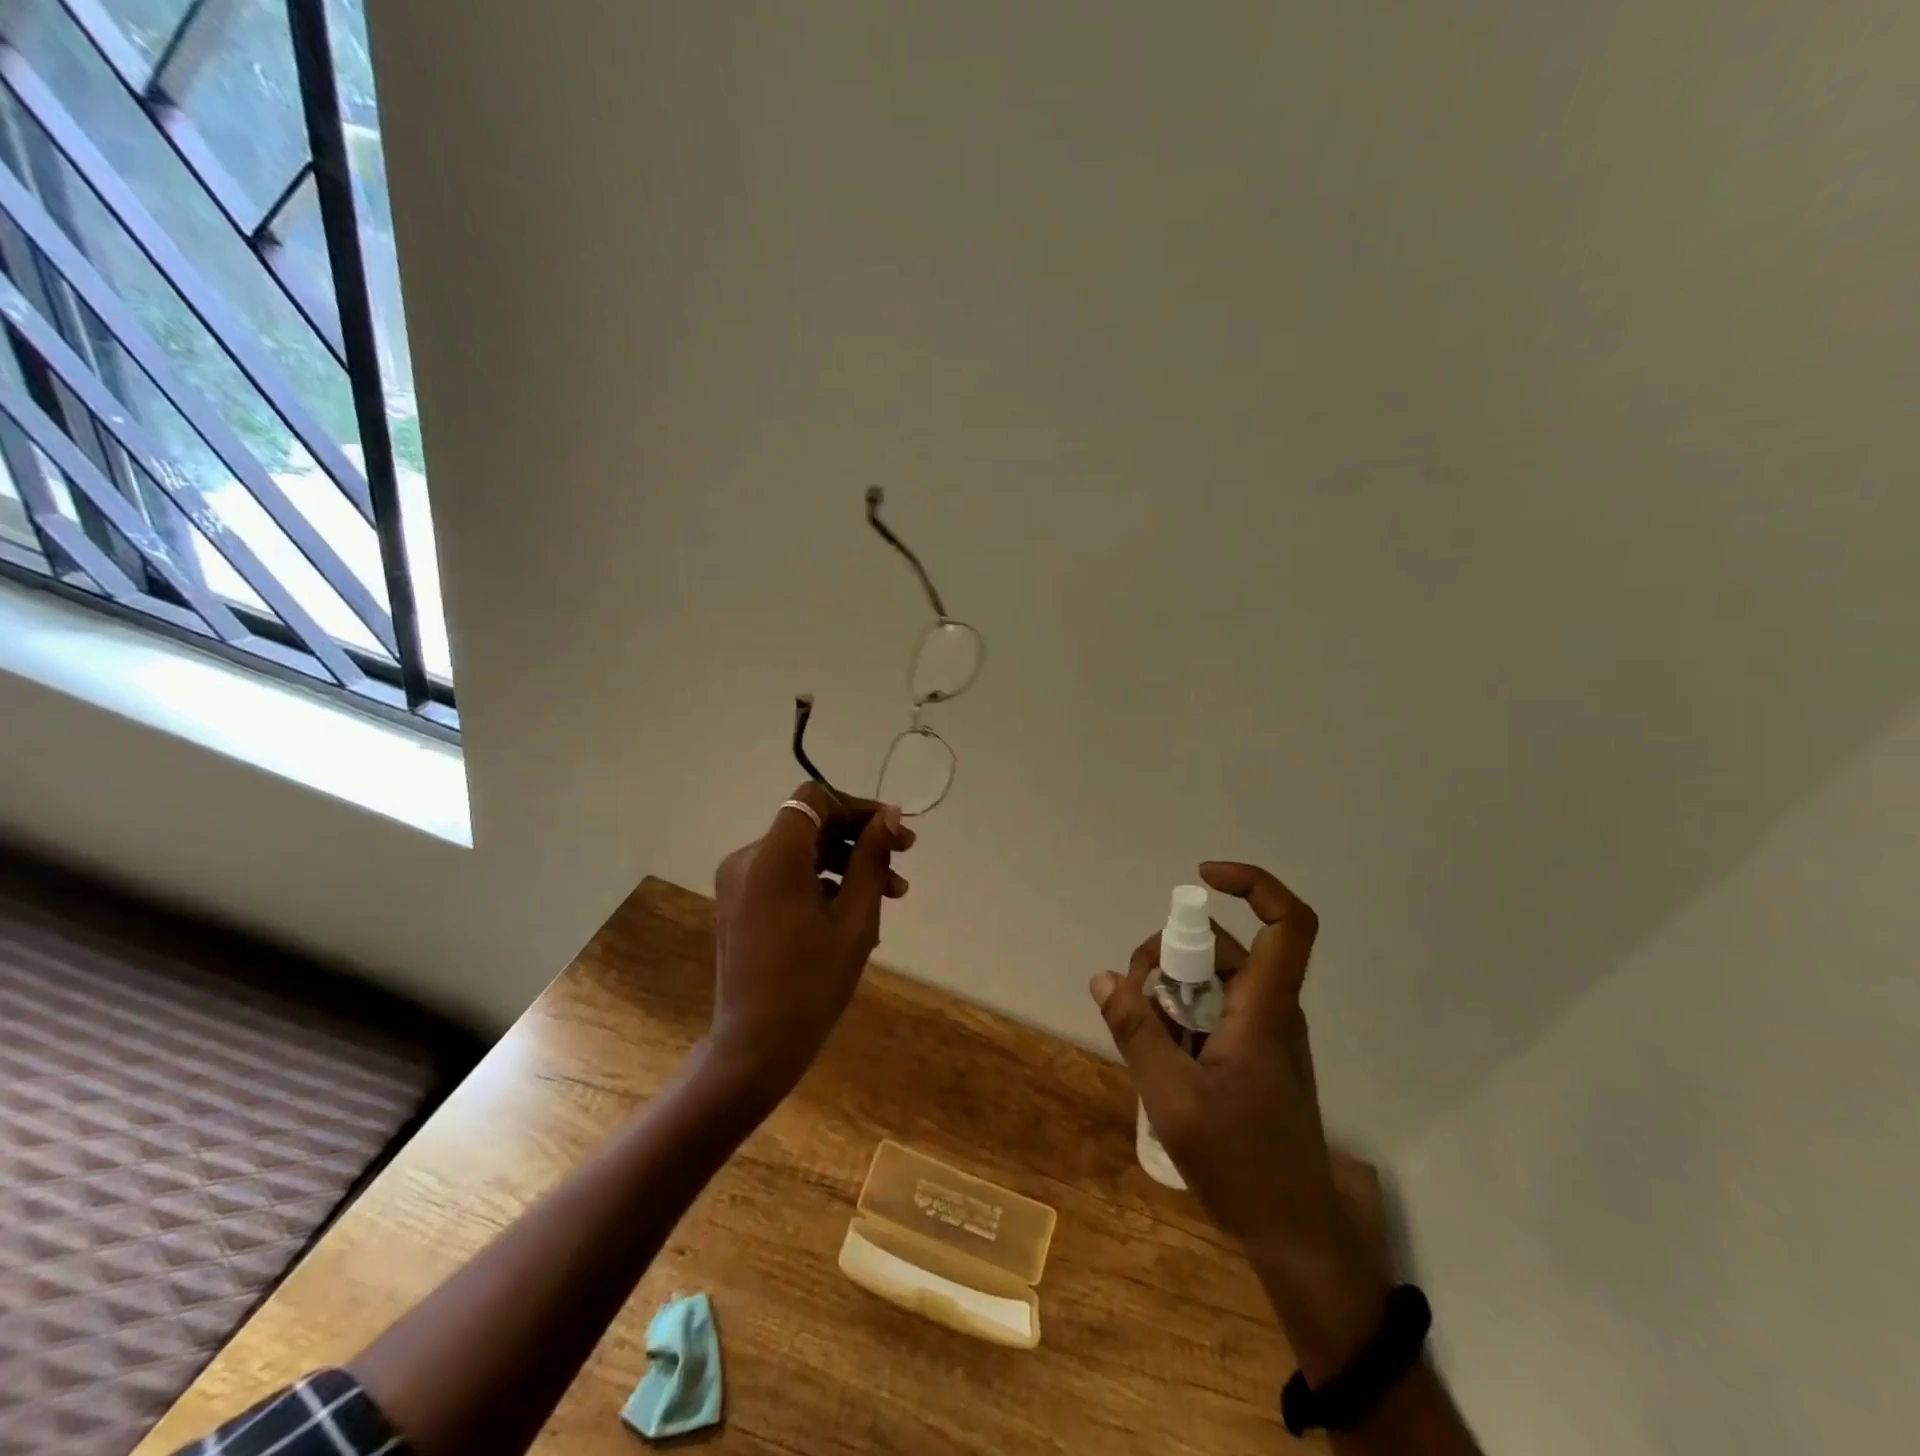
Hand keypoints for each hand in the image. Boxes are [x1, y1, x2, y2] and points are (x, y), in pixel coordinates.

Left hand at [709, 783, 914, 1100]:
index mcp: (773, 856)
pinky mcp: (740, 904)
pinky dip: (822, 883)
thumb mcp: (855, 917)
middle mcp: (748, 859)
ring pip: (802, 852)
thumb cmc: (812, 982)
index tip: (893, 832)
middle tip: (904, 860)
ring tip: (891, 895)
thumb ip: (871, 857)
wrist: (755, 1045)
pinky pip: (787, 876)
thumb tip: (889, 816)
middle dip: (859, 839)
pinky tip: (855, 914)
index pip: (816, 799)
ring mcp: (739, 883)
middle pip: (810, 824)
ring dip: (846, 864)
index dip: (857, 807)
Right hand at [1090, 860, 1390, 1379]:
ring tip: (1143, 1033)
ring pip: (1213, 979)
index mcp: (1266, 1009)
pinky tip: (1160, 1054)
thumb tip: (1104, 978)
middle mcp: (1271, 1009)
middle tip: (1135, 994)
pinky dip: (1182, 1016)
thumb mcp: (1173, 1097)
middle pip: (1223, 948)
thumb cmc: (1240, 1164)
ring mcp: (1265, 1032)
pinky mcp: (1255, 1053)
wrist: (1293, 1233)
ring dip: (1171, 991)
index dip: (1253, 885)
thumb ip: (1137, 1032)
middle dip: (1171, 955)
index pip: (1286, 924)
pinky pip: (1214, 1010)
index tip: (1201, 877)